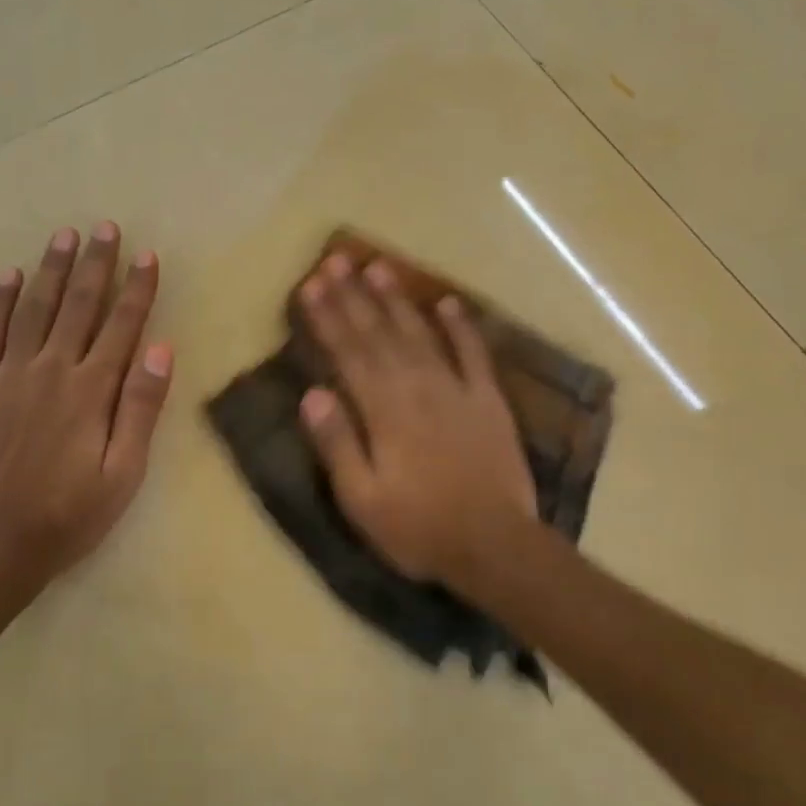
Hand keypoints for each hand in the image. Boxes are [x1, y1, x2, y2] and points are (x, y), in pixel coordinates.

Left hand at [0, 222, 171, 595]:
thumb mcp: (122, 473)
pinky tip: (8, 275)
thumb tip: (160, 349)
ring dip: (51, 270)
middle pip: (78, 305)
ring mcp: (8, 374)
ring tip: (64, 236)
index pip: (122, 326)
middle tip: (105, 227)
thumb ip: (141, 408)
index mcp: (91, 390)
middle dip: (96, 264)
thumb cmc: (67, 514)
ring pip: (34, 308)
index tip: (147, 255)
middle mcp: (51, 369)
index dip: (137, 289)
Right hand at [299, 254, 535, 587]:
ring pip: (420, 333)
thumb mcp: (362, 498)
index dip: (328, 317)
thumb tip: (311, 393)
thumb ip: (337, 443)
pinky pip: (474, 354)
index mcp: (383, 410)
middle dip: (354, 295)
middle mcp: (417, 387)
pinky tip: (448, 302)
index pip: (348, 353)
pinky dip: (462, 326)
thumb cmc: (418, 528)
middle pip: (379, 333)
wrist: (495, 546)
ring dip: (397, 299)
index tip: (311, 285)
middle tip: (336, 260)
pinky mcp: (489, 401)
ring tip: (379, 266)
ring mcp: (457, 390)